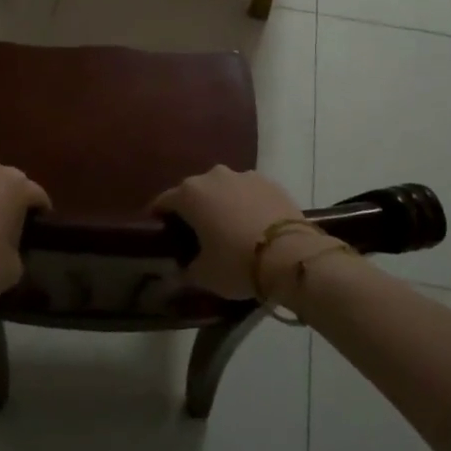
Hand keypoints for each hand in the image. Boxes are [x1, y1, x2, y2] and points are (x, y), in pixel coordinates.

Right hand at [151, 166, 319, 300]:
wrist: (292, 255)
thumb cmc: (237, 263)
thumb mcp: (204, 275)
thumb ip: (184, 270)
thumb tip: (176, 272)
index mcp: (190, 194)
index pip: (163, 201)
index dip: (158, 218)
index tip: (158, 234)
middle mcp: (213, 176)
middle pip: (194, 192)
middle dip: (192, 210)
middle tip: (195, 235)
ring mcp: (244, 176)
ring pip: (223, 189)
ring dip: (221, 204)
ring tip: (227, 229)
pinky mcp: (270, 182)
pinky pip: (248, 192)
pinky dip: (246, 204)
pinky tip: (252, 225)